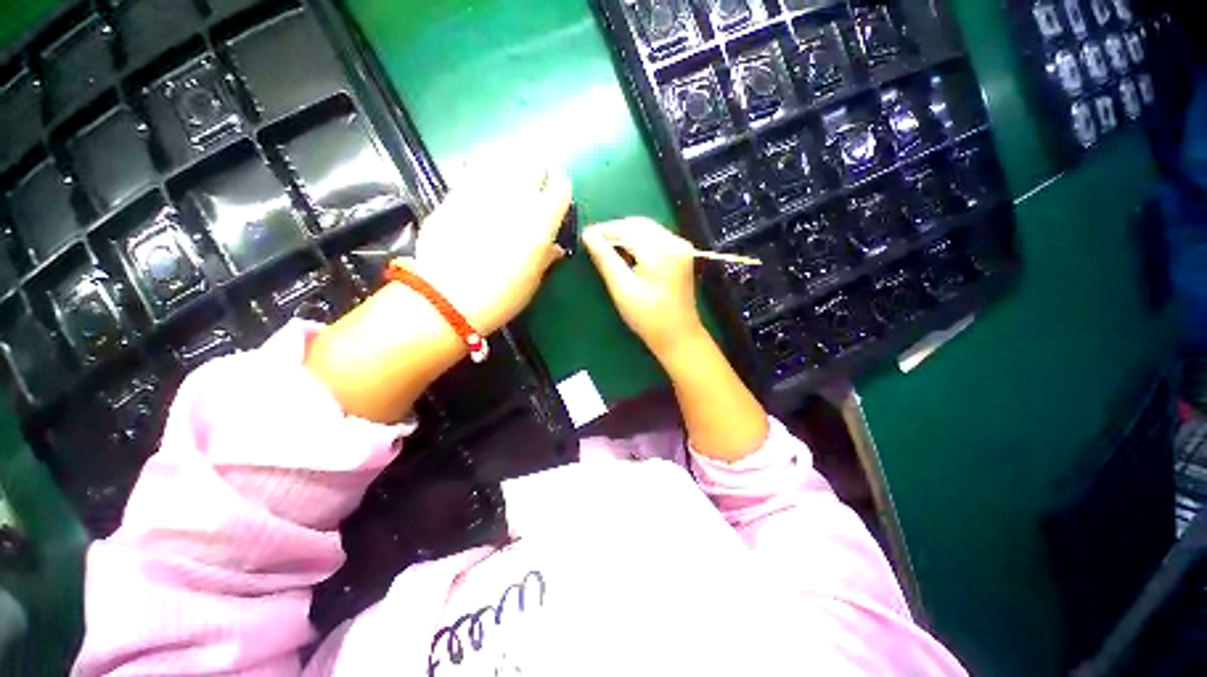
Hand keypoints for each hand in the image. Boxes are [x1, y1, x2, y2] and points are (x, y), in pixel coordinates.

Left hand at [412, 167, 571, 333]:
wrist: (446, 297)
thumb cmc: (500, 296)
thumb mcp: (532, 281)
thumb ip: (546, 257)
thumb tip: (554, 248)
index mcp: (541, 221)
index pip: (561, 189)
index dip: (560, 192)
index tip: (557, 201)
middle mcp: (516, 198)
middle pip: (533, 165)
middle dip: (537, 175)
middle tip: (534, 191)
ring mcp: (483, 191)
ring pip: (503, 162)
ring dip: (510, 172)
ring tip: (508, 187)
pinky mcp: (455, 193)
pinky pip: (473, 172)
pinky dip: (481, 176)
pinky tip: (480, 190)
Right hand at [582, 218, 705, 359]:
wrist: (678, 335)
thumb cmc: (648, 317)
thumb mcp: (622, 289)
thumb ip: (605, 259)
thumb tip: (588, 236)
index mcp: (660, 251)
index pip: (627, 229)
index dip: (604, 230)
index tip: (585, 235)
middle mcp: (674, 242)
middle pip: (639, 224)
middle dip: (615, 230)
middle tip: (593, 241)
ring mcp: (681, 246)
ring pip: (647, 228)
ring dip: (626, 233)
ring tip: (606, 246)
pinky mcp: (682, 253)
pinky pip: (655, 237)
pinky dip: (638, 240)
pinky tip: (626, 251)